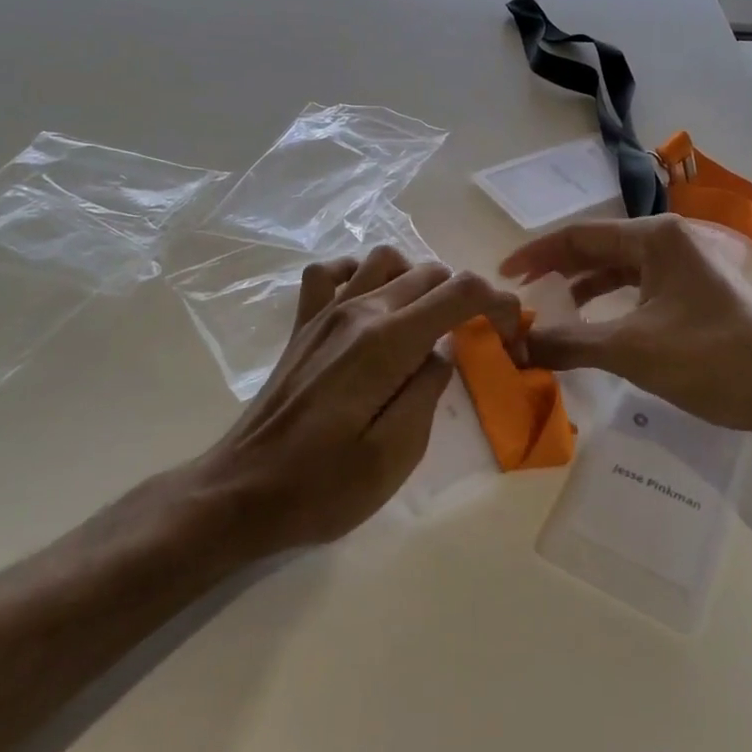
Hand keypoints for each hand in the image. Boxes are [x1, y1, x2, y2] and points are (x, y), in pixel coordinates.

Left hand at [191, 246, 520, 554]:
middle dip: (466, 297)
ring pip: (385, 260)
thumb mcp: (396, 455)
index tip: (511, 334)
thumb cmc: (322, 486)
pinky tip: (369, 303)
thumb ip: (429, 392)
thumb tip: (442, 353)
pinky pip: (332, 272)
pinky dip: (360, 274)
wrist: (240, 492)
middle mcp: (357, 311)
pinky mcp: (303, 325)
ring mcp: (324, 313)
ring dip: (419, 280)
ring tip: (428, 321)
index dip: (498, 303)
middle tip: (475, 340)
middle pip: (429, 272)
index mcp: (386, 343)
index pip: (459, 292)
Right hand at [501, 216, 751, 438]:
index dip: (538, 254)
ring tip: (557, 309)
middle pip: (602, 247)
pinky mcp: (702, 293)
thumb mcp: (630, 350)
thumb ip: (567, 343)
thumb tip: (516, 347)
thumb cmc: (708, 358)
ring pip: (624, 268)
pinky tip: (601, 324)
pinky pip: (645, 288)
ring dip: (587, 287)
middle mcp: (674, 241)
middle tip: (524, 292)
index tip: (504, 276)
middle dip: (560, 269)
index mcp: (657, 237)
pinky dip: (616, 302)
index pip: (581, 235)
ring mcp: (692, 266)